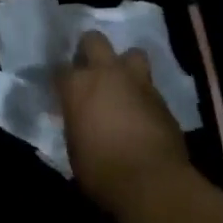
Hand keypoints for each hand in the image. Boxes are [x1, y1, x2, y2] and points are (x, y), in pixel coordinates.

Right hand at [57, 31, 192, 215]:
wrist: (151, 182)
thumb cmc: (100, 169)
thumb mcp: (74, 146)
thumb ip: (75, 123)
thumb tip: (79, 120)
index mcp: (76, 85)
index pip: (60, 69)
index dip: (60, 79)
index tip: (61, 90)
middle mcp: (106, 74)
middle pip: (94, 40)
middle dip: (89, 50)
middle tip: (89, 70)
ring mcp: (137, 82)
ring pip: (132, 53)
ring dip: (125, 65)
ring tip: (121, 83)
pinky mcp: (162, 98)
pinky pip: (149, 85)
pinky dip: (142, 93)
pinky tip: (140, 110)